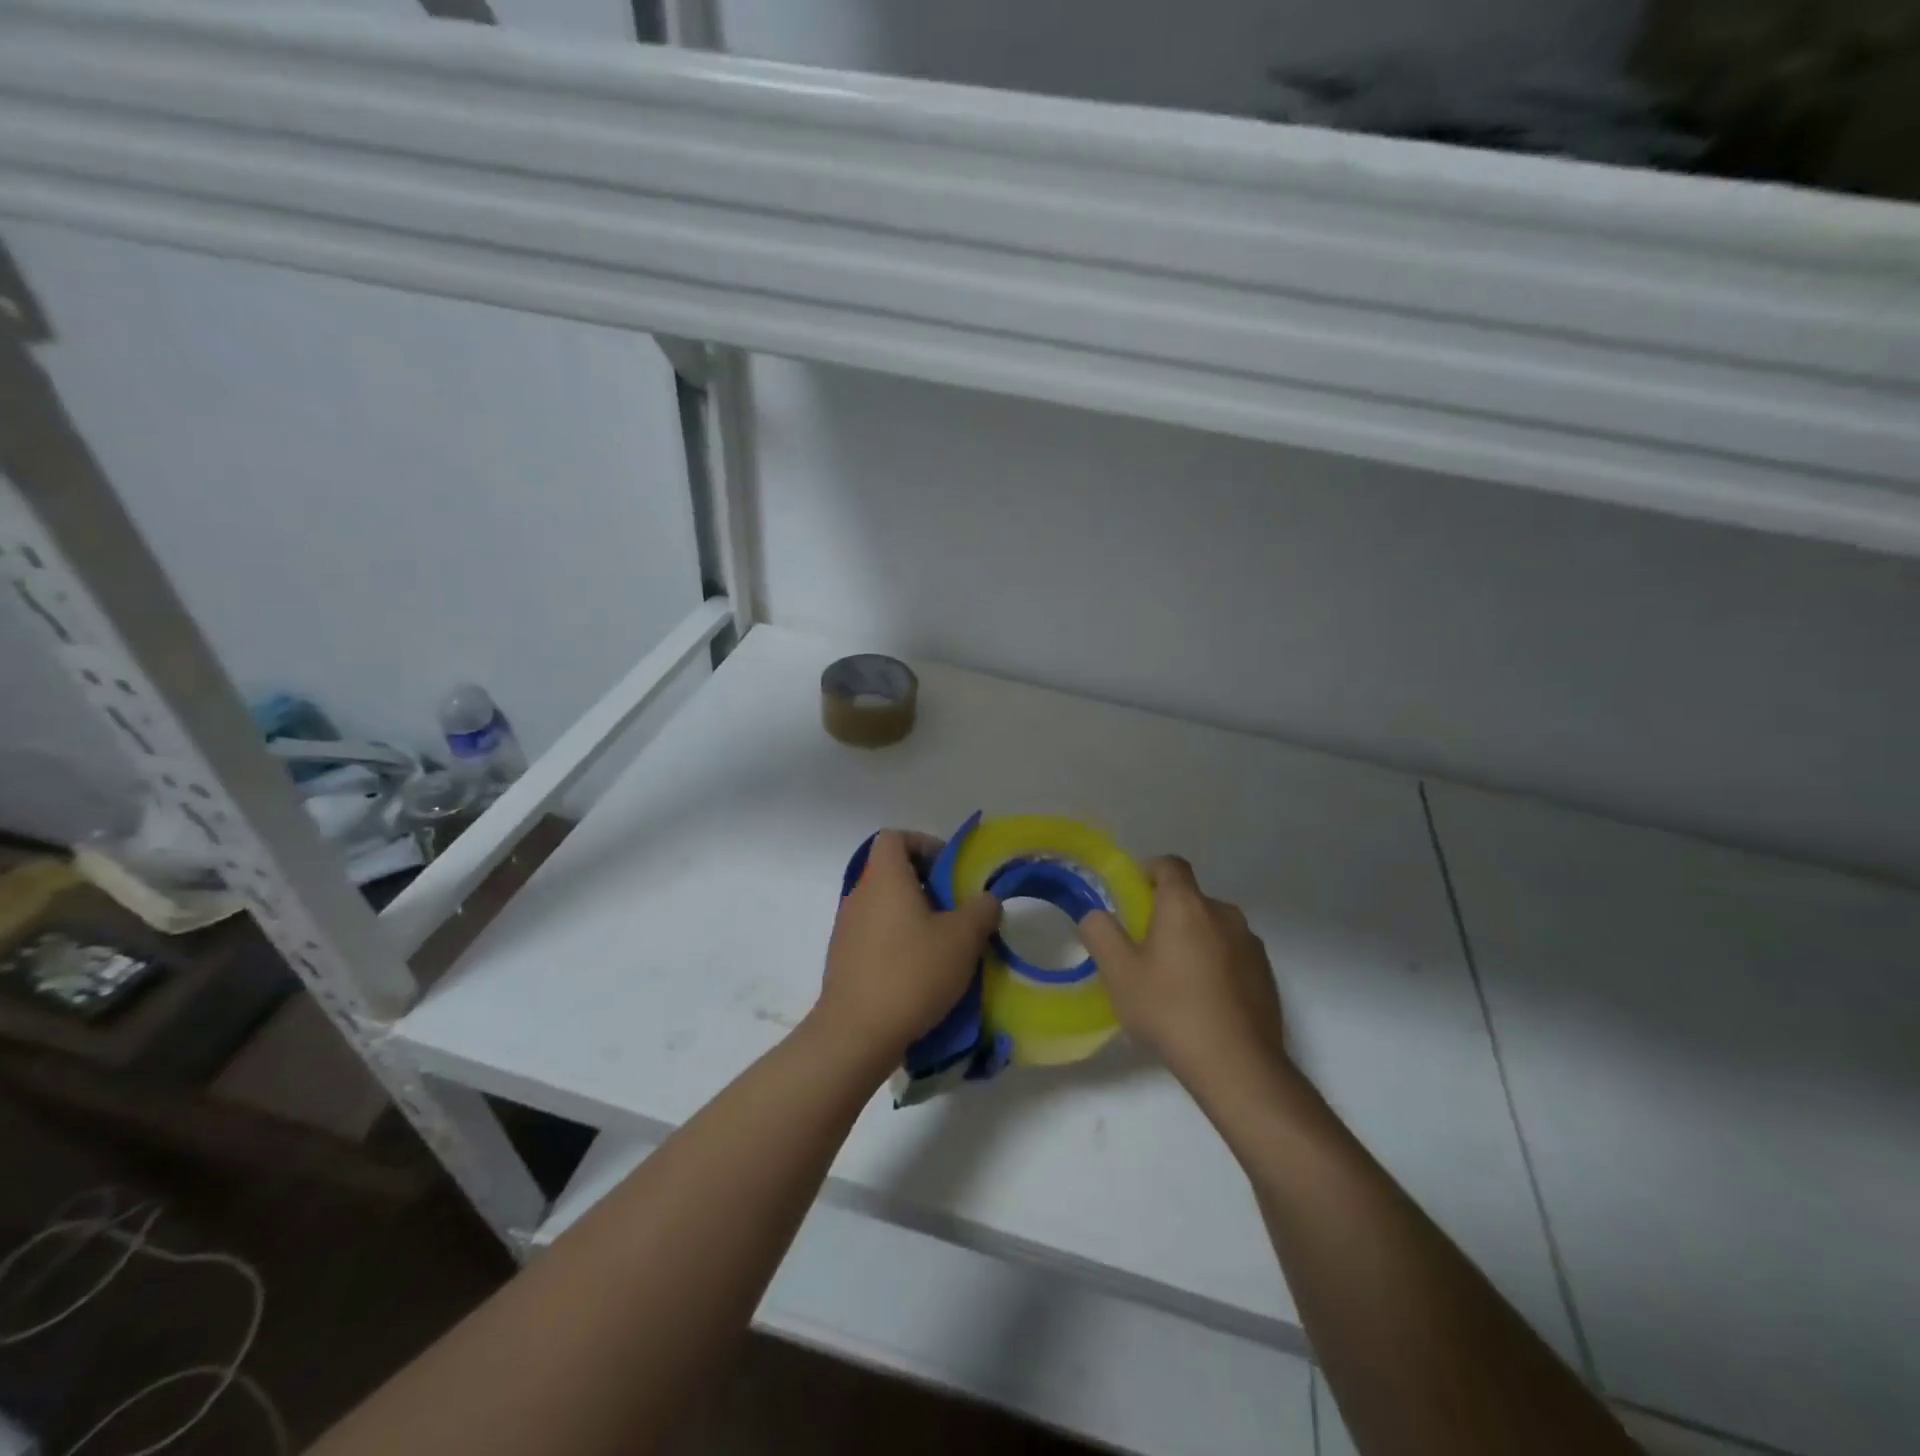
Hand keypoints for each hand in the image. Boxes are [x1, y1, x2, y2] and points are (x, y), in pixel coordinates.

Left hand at [812, 830, 1001, 1065]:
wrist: (856, 1033)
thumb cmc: (912, 972)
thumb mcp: (963, 939)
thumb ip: (982, 910)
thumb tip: (986, 900)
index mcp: (885, 878)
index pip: (895, 837)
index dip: (924, 844)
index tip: (950, 870)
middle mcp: (859, 894)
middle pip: (892, 873)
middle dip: (927, 886)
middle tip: (957, 912)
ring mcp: (846, 928)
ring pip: (885, 907)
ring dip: (913, 917)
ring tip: (943, 947)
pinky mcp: (842, 959)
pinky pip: (874, 936)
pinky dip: (896, 943)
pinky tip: (918, 974)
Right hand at [1080, 856, 1287, 1093]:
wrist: (1237, 1064)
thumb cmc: (1170, 1009)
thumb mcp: (1118, 973)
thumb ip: (1100, 933)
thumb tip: (1095, 914)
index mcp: (1186, 904)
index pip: (1170, 864)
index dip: (1148, 872)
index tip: (1133, 898)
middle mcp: (1223, 912)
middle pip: (1190, 899)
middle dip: (1167, 914)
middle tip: (1146, 949)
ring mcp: (1250, 943)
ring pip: (1213, 927)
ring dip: (1194, 940)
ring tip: (1176, 980)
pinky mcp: (1266, 973)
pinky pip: (1233, 954)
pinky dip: (1217, 964)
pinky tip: (1204, 1001)